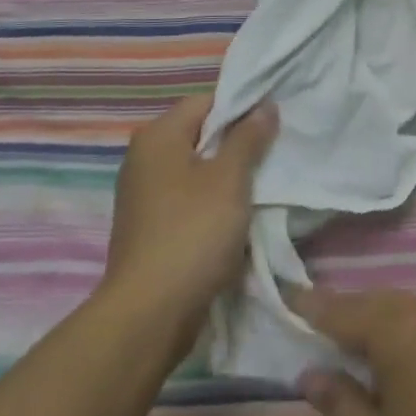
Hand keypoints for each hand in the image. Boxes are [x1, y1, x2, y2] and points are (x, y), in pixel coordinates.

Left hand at [101, 95, 276, 353]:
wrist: (150, 313)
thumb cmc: (193, 232)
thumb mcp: (230, 178)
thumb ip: (249, 137)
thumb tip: (265, 105)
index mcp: (157, 136)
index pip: (206, 102)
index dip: (241, 108)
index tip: (272, 124)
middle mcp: (143, 158)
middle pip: (200, 134)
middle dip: (236, 143)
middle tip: (272, 154)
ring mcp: (143, 195)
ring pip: (196, 169)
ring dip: (226, 175)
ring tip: (260, 185)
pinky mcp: (149, 226)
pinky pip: (187, 198)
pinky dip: (211, 201)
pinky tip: (235, 216)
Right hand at [294, 288, 415, 415]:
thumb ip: (339, 403)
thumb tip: (311, 372)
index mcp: (402, 335)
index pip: (347, 311)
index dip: (316, 306)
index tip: (291, 296)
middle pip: (384, 302)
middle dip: (353, 310)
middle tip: (324, 324)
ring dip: (387, 319)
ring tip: (366, 343)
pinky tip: (414, 359)